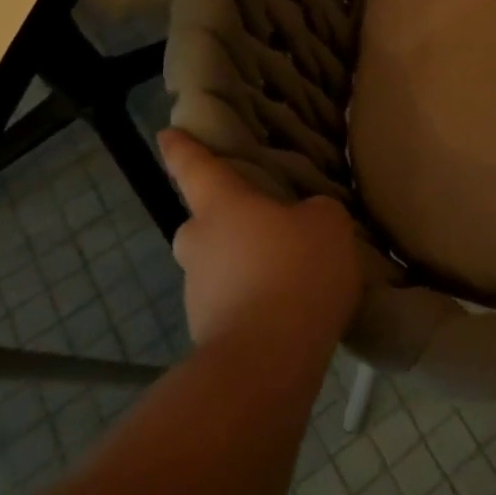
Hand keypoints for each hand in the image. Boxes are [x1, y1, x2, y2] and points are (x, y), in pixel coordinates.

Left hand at [157, 130, 364, 344]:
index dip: (183, 149)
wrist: (267, 360)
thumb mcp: (328, 224)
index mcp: (222, 207)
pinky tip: (290, 309)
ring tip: (292, 274)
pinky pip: (234, 301)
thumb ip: (316, 212)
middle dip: (224, 222)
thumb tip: (304, 220)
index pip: (196, 168)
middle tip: (262, 225)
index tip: (167, 135)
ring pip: (220, 265)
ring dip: (246, 265)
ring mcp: (199, 292)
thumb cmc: (295, 271)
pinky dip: (255, 299)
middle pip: (204, 224)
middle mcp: (200, 244)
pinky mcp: (208, 332)